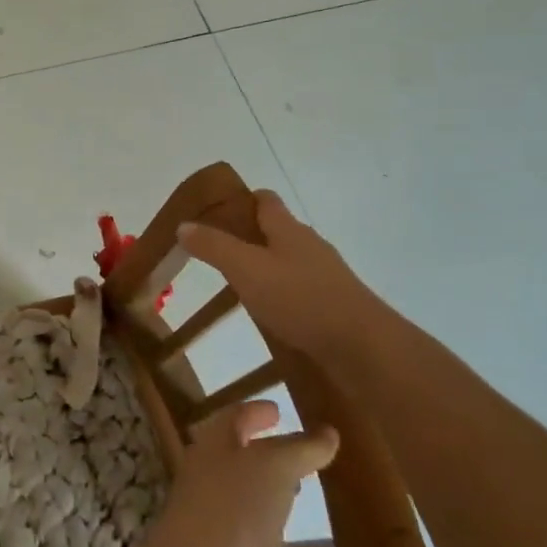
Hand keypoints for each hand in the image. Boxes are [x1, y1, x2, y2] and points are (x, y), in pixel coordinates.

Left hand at [138, 401, 338, 546]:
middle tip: (294, 451)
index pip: (234, 416)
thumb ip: (301, 449)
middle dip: (261, 448)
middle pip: (232, 451)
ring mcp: (203, 509)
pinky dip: (261, 521)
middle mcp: (203, 471)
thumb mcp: (276, 468)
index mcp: (213, 443)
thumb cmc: (235, 508)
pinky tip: (279, 535)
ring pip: (237, 488)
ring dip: (262, 486)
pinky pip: (240, 525)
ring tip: (294, 490)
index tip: (277, 409)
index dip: (256, 410)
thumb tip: (327, 432)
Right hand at [178, 190, 391, 361]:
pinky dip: (282, 292)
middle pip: (277, 229)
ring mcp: (326, 275)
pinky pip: (300, 288)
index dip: (241, 200)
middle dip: (250, 234)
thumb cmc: (300, 298)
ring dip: (266, 265)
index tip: (216, 211)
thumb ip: (213, 246)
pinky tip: (269, 310)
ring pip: (289, 260)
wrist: (362, 346)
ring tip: (238, 281)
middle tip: (218, 249)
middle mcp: (309, 245)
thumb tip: (183, 224)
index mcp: (288, 229)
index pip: (265, 200)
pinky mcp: (333, 304)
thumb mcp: (245, 268)